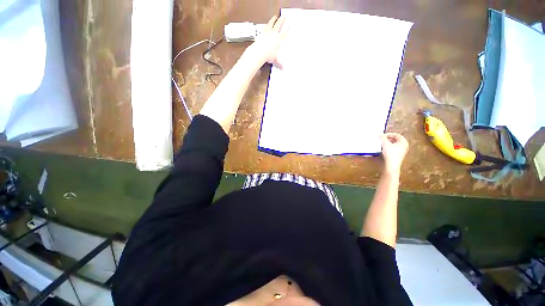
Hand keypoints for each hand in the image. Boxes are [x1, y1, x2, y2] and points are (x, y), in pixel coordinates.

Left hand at [247, 15, 288, 68]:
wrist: (259, 52)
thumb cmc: (268, 56)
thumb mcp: (275, 60)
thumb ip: (279, 64)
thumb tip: (283, 69)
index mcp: (278, 40)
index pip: (285, 32)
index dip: (288, 28)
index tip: (291, 23)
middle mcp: (274, 34)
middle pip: (279, 25)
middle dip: (282, 20)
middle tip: (284, 16)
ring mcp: (267, 33)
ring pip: (271, 24)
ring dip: (273, 20)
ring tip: (275, 17)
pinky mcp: (262, 33)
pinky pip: (265, 27)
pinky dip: (266, 25)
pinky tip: (267, 24)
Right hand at [380, 133, 408, 174]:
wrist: (392, 165)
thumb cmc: (390, 153)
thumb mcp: (385, 144)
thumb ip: (382, 138)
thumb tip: (379, 134)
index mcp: (403, 141)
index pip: (396, 135)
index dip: (389, 134)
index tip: (382, 136)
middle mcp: (405, 145)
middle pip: (396, 139)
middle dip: (388, 139)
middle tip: (381, 140)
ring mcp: (402, 151)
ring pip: (394, 144)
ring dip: (388, 143)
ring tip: (382, 144)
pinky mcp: (399, 155)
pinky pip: (394, 148)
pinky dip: (389, 147)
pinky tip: (384, 149)